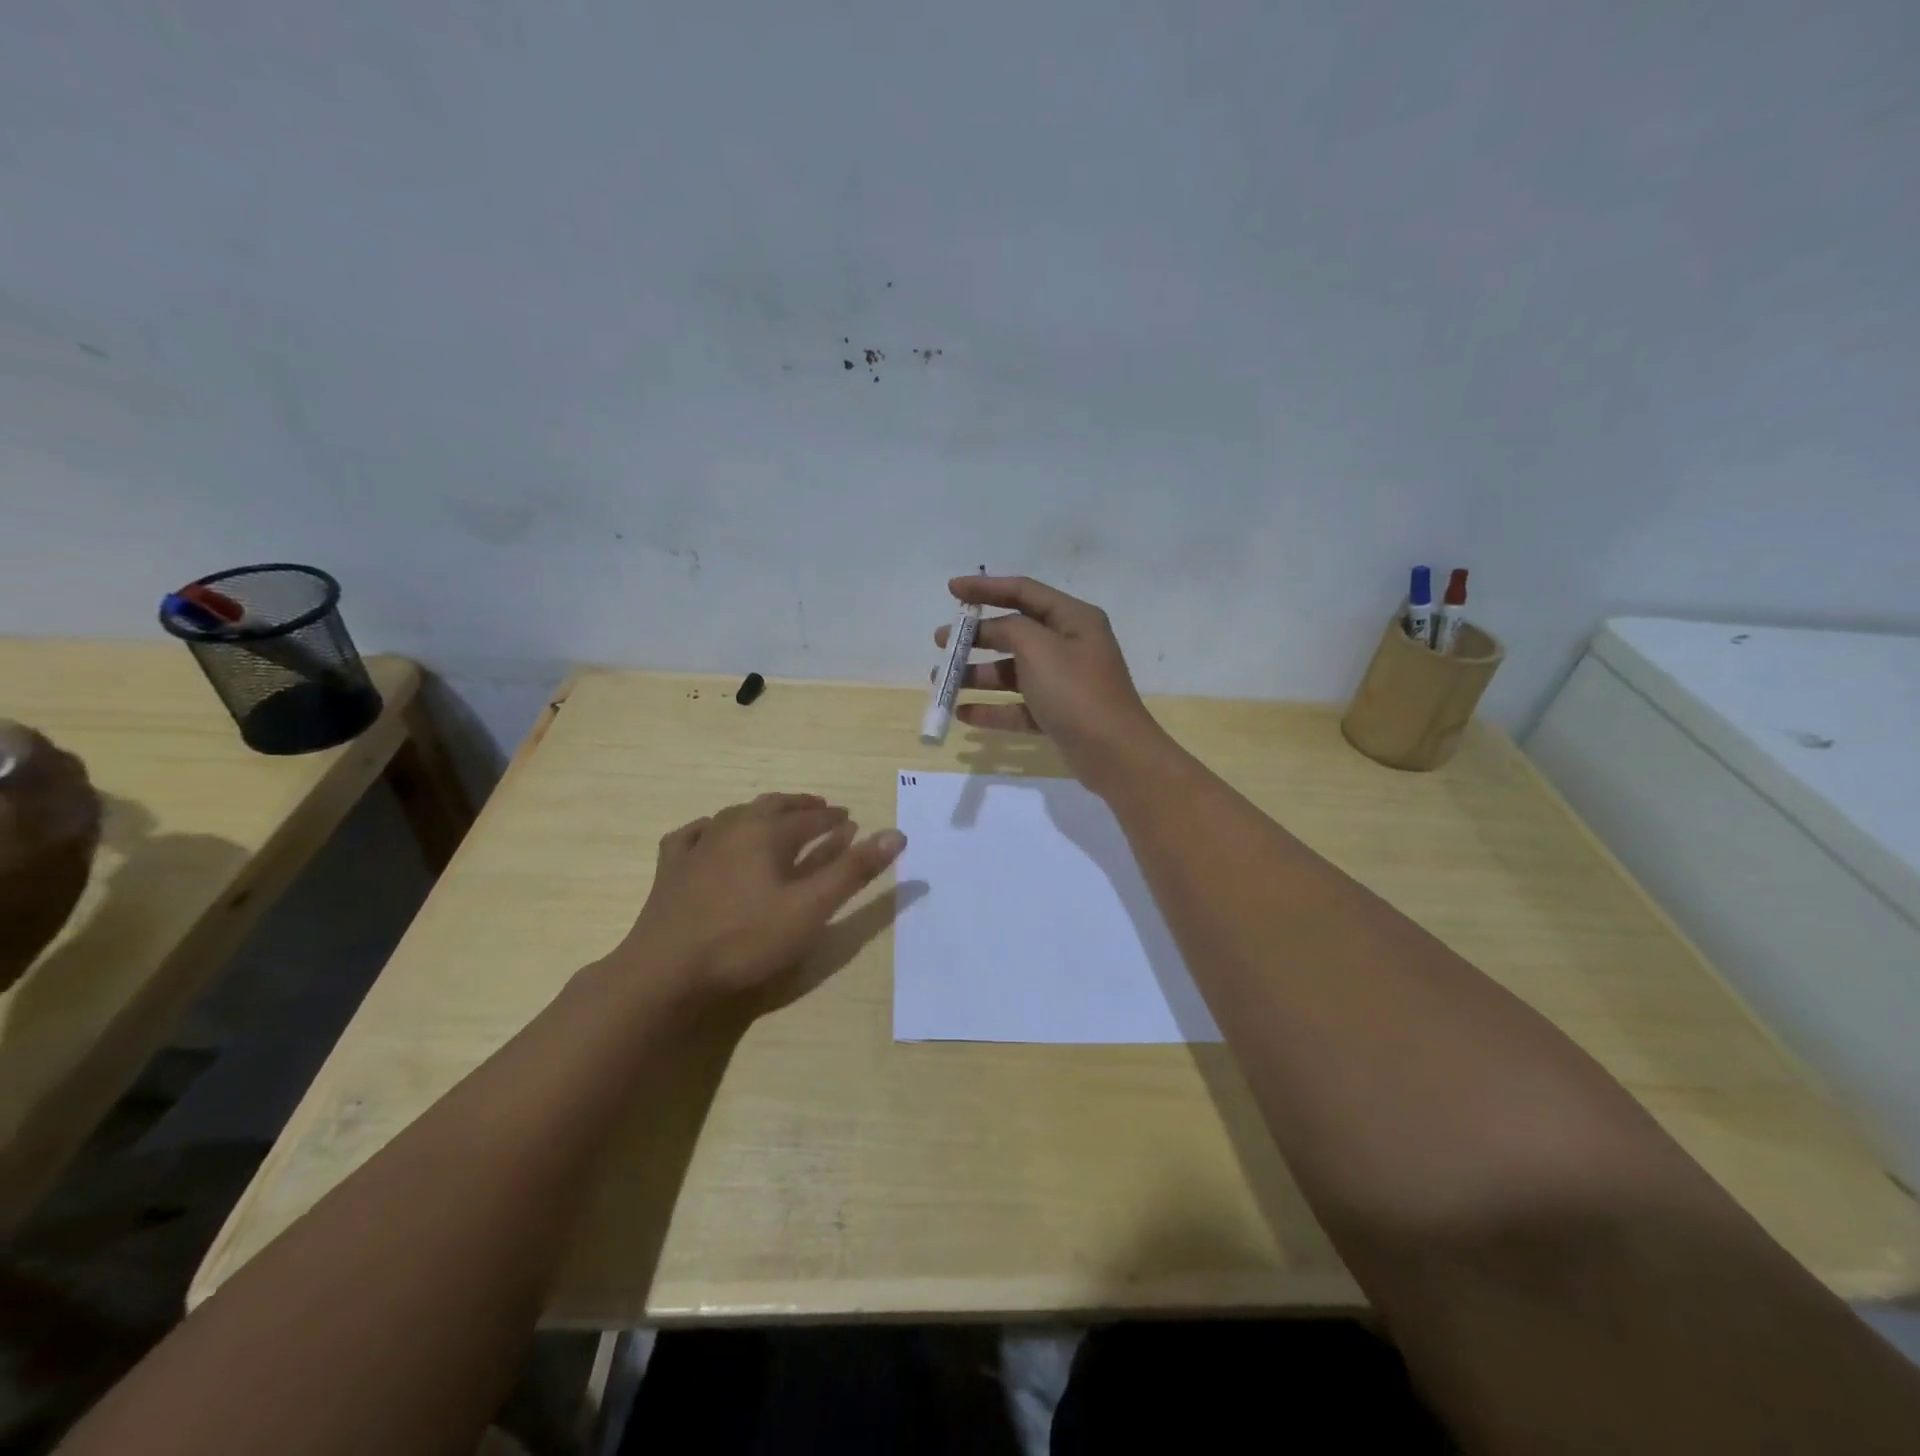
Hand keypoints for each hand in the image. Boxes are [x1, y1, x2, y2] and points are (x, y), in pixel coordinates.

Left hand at [607, 793, 904, 1006]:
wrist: (666, 971)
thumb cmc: (746, 939)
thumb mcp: (810, 909)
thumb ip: (853, 871)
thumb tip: (897, 834)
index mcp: (768, 833)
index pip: (812, 818)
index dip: (835, 818)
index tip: (851, 819)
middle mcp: (733, 827)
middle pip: (774, 806)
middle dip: (801, 806)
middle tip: (821, 809)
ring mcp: (697, 845)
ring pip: (736, 814)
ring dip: (762, 812)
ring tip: (775, 816)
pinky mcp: (670, 868)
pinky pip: (692, 834)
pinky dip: (709, 828)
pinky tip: (708, 832)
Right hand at [934, 575, 1171, 795]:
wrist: (1114, 754)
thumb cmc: (1076, 692)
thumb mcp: (1039, 648)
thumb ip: (1009, 628)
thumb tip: (992, 628)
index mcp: (1073, 619)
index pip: (1024, 592)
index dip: (986, 588)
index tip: (951, 590)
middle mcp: (1070, 646)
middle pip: (1015, 632)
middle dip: (976, 637)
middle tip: (941, 642)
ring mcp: (1064, 683)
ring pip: (1013, 672)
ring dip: (977, 675)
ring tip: (943, 682)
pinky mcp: (1057, 715)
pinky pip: (1018, 706)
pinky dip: (992, 709)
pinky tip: (963, 715)